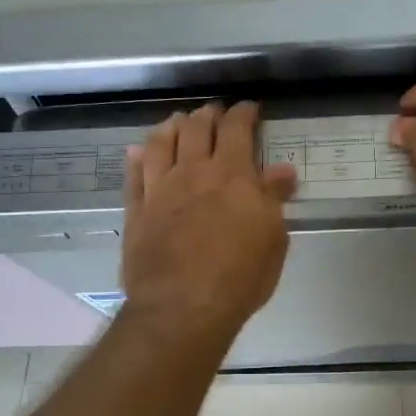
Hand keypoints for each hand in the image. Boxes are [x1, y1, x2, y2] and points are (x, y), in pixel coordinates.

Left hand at [120, 102, 298, 339]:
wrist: (182, 307)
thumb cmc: (239, 276)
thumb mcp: (273, 239)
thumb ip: (273, 199)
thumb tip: (282, 170)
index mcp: (232, 175)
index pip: (237, 129)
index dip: (243, 113)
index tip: (249, 108)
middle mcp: (193, 172)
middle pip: (197, 129)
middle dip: (208, 115)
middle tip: (214, 112)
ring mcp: (160, 190)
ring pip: (161, 143)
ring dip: (171, 127)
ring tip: (177, 121)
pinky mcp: (136, 212)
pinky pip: (134, 176)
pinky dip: (136, 158)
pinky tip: (138, 151)